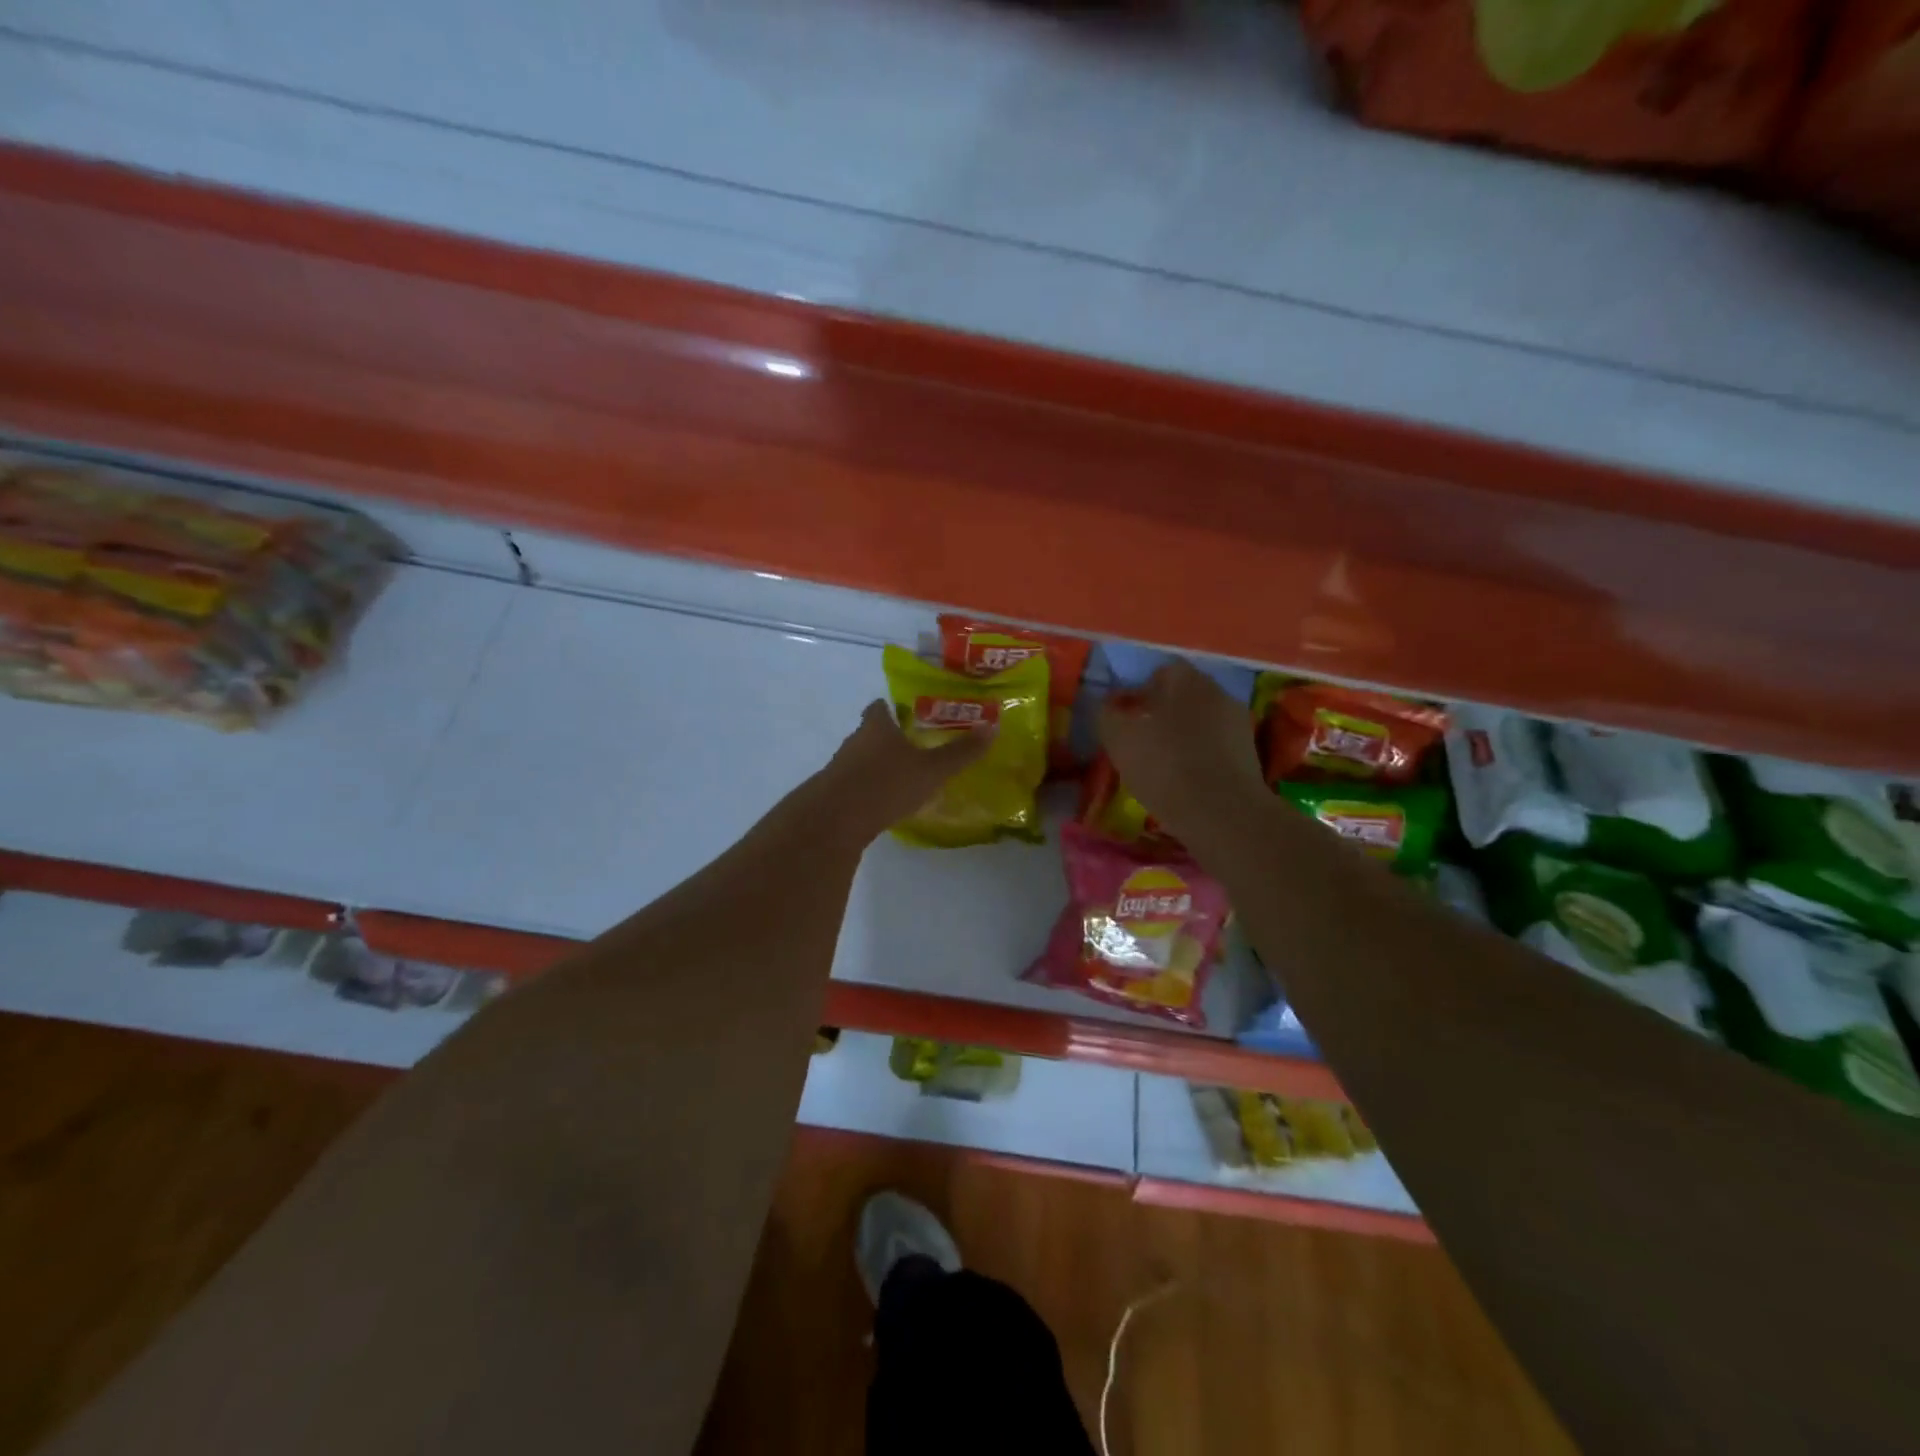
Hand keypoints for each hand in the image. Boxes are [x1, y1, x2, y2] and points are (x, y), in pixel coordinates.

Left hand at [814, 700, 993, 845]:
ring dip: (877, 765)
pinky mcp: (832, 793)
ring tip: (901, 777)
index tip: (907, 714)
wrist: (835, 819)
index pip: (880, 708)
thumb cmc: (886, 784)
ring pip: (861, 759)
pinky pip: (854, 784)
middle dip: (889, 738)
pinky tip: (882, 803)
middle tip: (913, 747)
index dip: (892, 709)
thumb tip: (993, 727)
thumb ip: (960, 752)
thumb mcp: (931, 770)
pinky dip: (867, 789)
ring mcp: (840, 767)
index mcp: (877, 727)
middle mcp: (855, 741)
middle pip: (870, 733)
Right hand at [1097, 661, 1267, 847]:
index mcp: (1186, 680)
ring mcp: (1238, 724)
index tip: (1126, 717)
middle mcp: (1217, 692)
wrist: (1221, 813)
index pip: (1160, 672)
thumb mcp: (1119, 738)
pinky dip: (1201, 757)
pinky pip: (1216, 747)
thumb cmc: (1164, 766)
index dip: (1140, 692)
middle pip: (1184, 696)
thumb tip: (1109, 706)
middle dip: (1163, 712)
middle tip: (1141, 740)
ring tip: (1163, 764)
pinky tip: (1186, 780)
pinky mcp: (1249, 755)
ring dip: (1183, 736)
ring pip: (1201, 722)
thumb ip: (1108, 714)